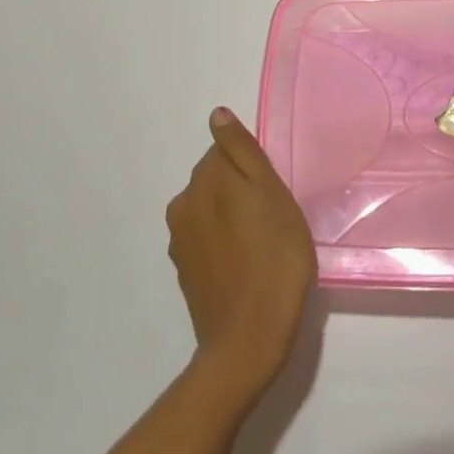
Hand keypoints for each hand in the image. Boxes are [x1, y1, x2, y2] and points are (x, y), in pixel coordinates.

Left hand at [165, 108, 314, 402]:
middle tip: (274, 218)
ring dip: (232, 217)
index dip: (253, 168)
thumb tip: (217, 114)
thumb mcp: (271, 193)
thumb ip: (242, 151)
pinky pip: (206, 240)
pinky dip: (224, 244)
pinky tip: (246, 265)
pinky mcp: (185, 272)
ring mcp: (180, 242)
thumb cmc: (273, 258)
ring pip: (210, 210)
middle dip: (240, 190)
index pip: (225, 151)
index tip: (273, 192)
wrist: (249, 339)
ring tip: (263, 244)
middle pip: (215, 179)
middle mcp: (182, 205)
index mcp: (204, 180)